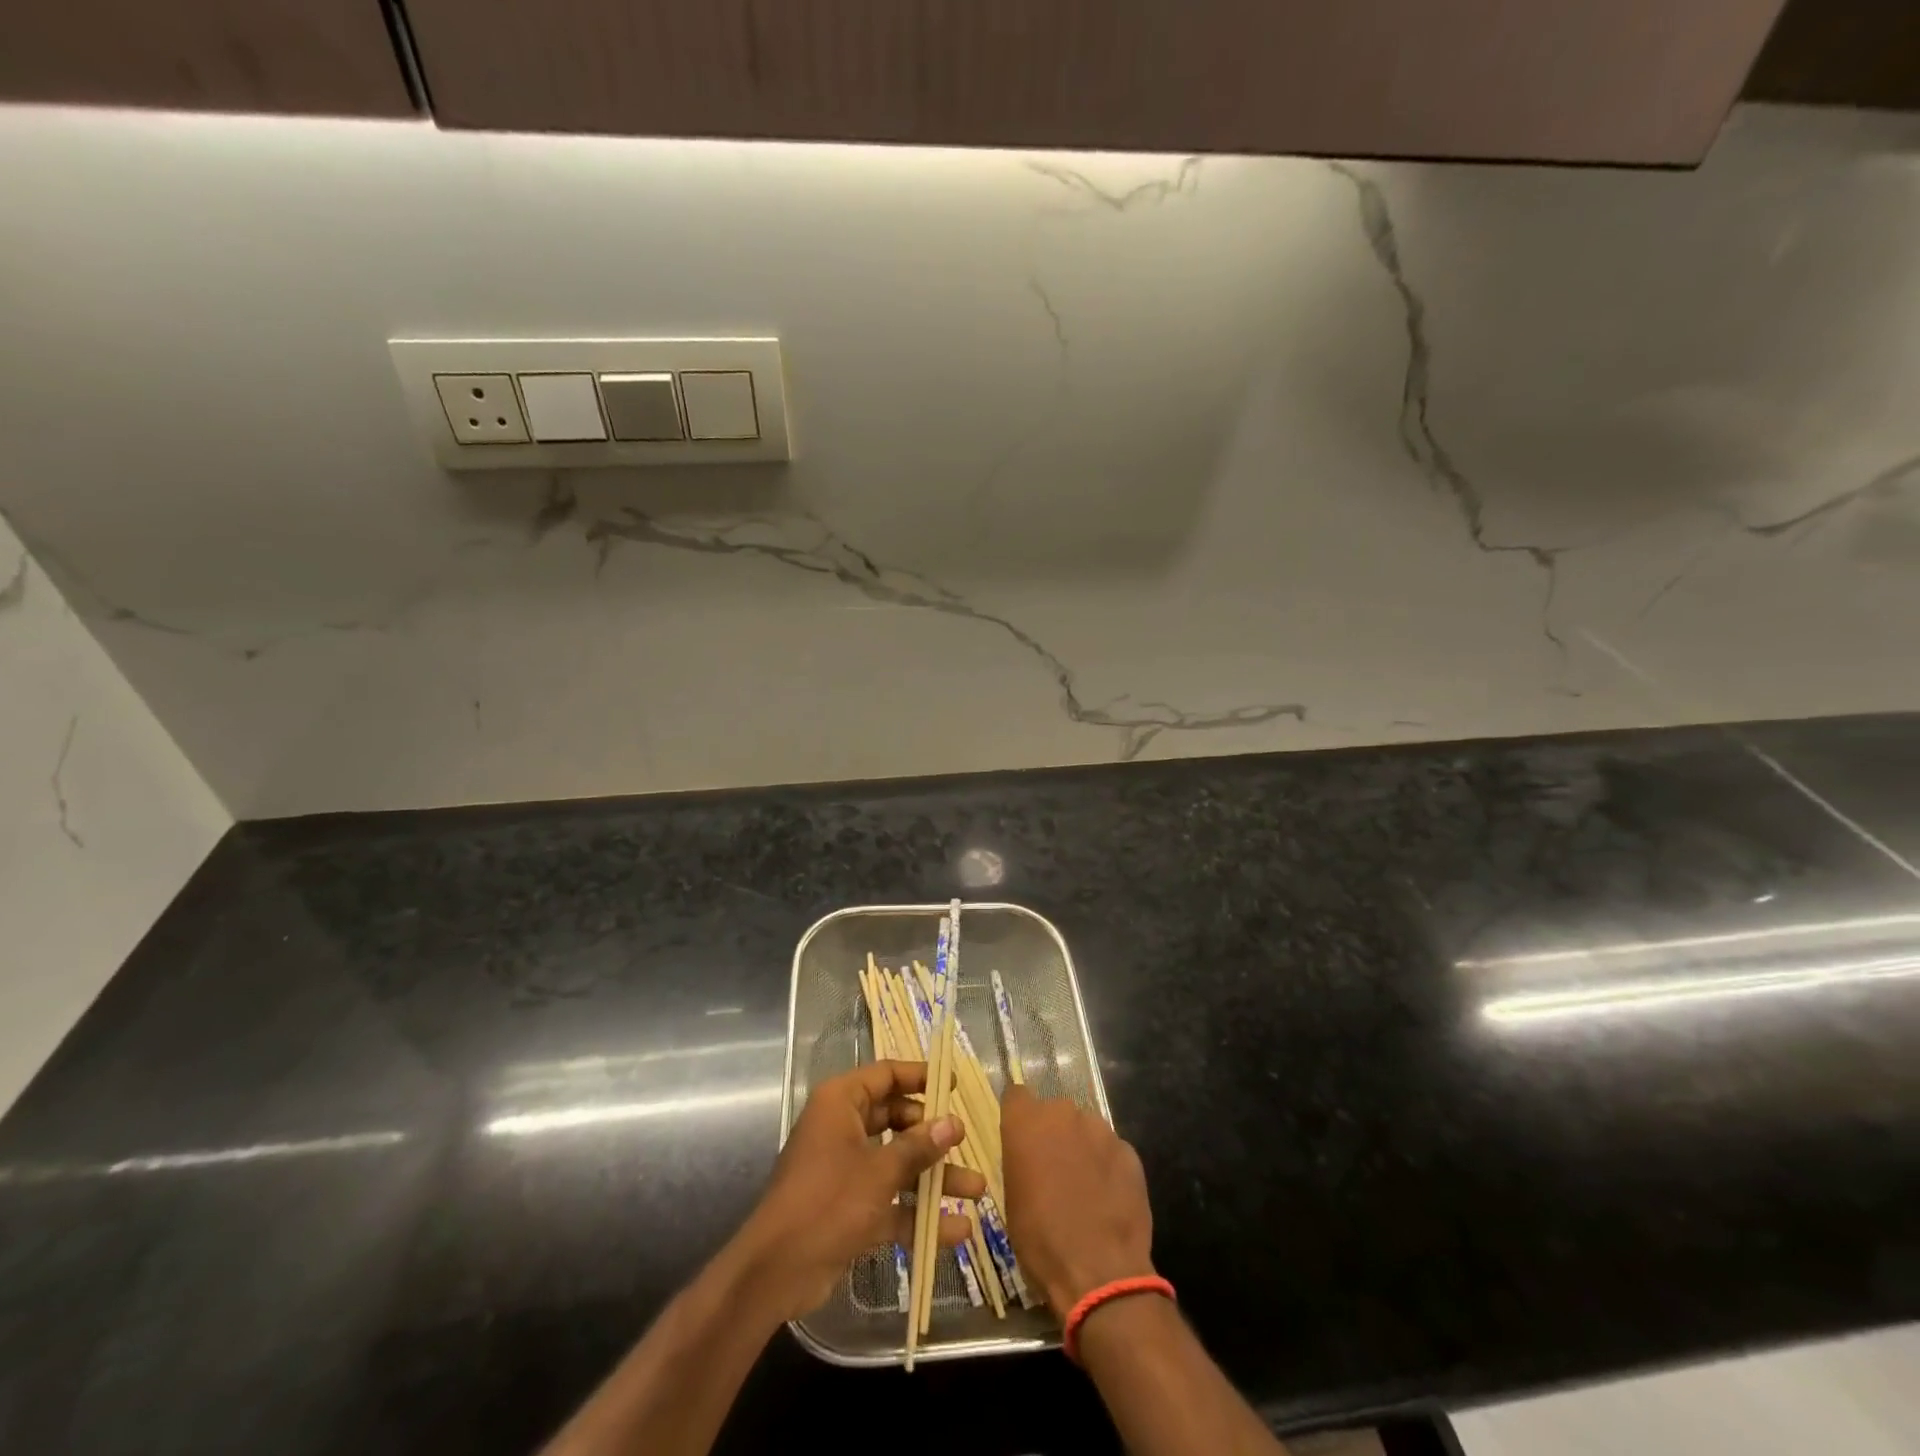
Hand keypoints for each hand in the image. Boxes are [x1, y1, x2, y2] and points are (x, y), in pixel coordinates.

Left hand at [737, 1060, 984, 1320]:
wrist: (776, 1272)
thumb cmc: (827, 1202)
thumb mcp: (879, 1171)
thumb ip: (918, 1147)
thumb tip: (953, 1123)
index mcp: (841, 1103)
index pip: (886, 1074)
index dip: (920, 1076)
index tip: (953, 1085)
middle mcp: (844, 1128)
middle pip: (896, 1120)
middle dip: (933, 1136)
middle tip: (965, 1142)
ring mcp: (847, 1170)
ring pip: (898, 1164)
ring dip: (934, 1179)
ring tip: (977, 1190)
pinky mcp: (850, 1209)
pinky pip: (891, 1202)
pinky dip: (918, 1214)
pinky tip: (957, 1231)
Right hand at [1000, 1085, 1155, 1315]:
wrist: (1100, 1272)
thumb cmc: (1041, 1240)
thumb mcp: (1012, 1199)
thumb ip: (1020, 1160)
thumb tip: (1030, 1154)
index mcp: (1027, 1122)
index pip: (1016, 1095)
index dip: (1018, 1114)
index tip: (1020, 1136)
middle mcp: (1063, 1113)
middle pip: (1054, 1111)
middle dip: (1052, 1133)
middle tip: (1052, 1169)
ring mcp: (1100, 1129)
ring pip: (1084, 1128)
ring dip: (1081, 1147)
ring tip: (1084, 1187)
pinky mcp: (1128, 1150)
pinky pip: (1110, 1150)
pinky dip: (1106, 1166)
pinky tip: (1107, 1198)